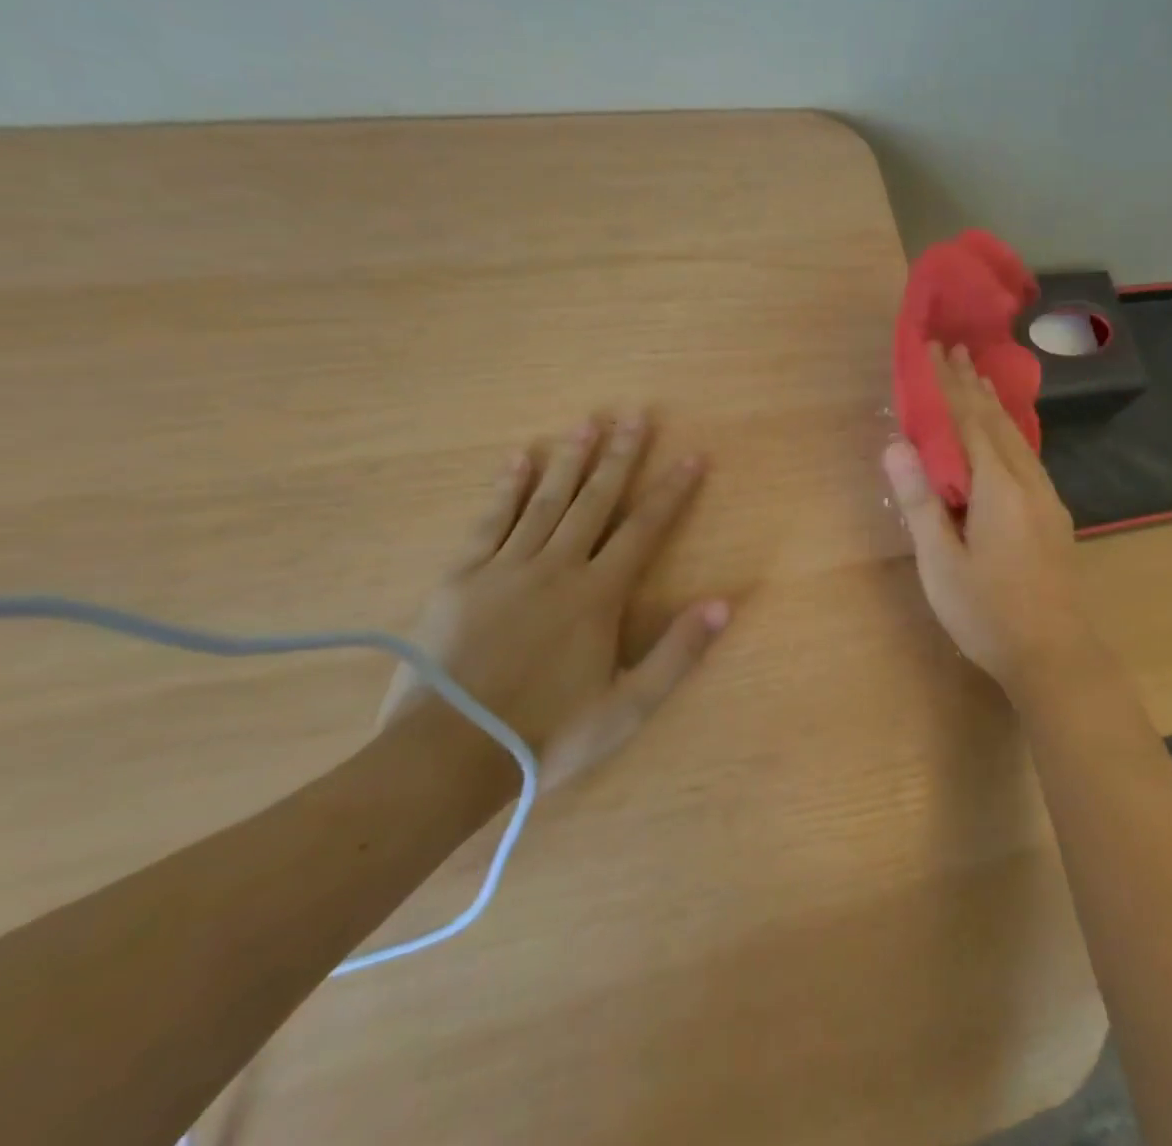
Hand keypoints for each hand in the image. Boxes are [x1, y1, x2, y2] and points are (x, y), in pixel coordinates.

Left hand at [382, 413, 729, 791]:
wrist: (447, 755)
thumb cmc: (546, 735)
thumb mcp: (627, 708)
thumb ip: (678, 653)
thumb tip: (725, 603)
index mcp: (598, 596)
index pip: (644, 530)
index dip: (672, 492)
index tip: (692, 456)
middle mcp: (557, 568)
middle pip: (595, 501)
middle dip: (620, 457)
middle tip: (635, 415)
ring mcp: (506, 567)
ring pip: (546, 501)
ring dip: (570, 460)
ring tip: (588, 423)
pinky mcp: (462, 576)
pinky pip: (490, 521)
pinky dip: (505, 488)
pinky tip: (519, 458)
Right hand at [883, 344, 1096, 697]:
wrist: (1056, 656)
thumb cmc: (988, 613)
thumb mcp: (941, 561)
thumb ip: (920, 500)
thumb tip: (896, 444)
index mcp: (997, 487)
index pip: (968, 421)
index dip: (948, 384)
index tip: (933, 350)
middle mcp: (1027, 482)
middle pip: (995, 421)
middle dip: (972, 385)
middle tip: (954, 350)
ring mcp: (1046, 499)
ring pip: (1016, 438)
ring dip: (993, 405)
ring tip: (978, 379)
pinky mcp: (1052, 516)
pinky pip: (1026, 456)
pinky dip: (1008, 432)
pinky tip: (1005, 437)